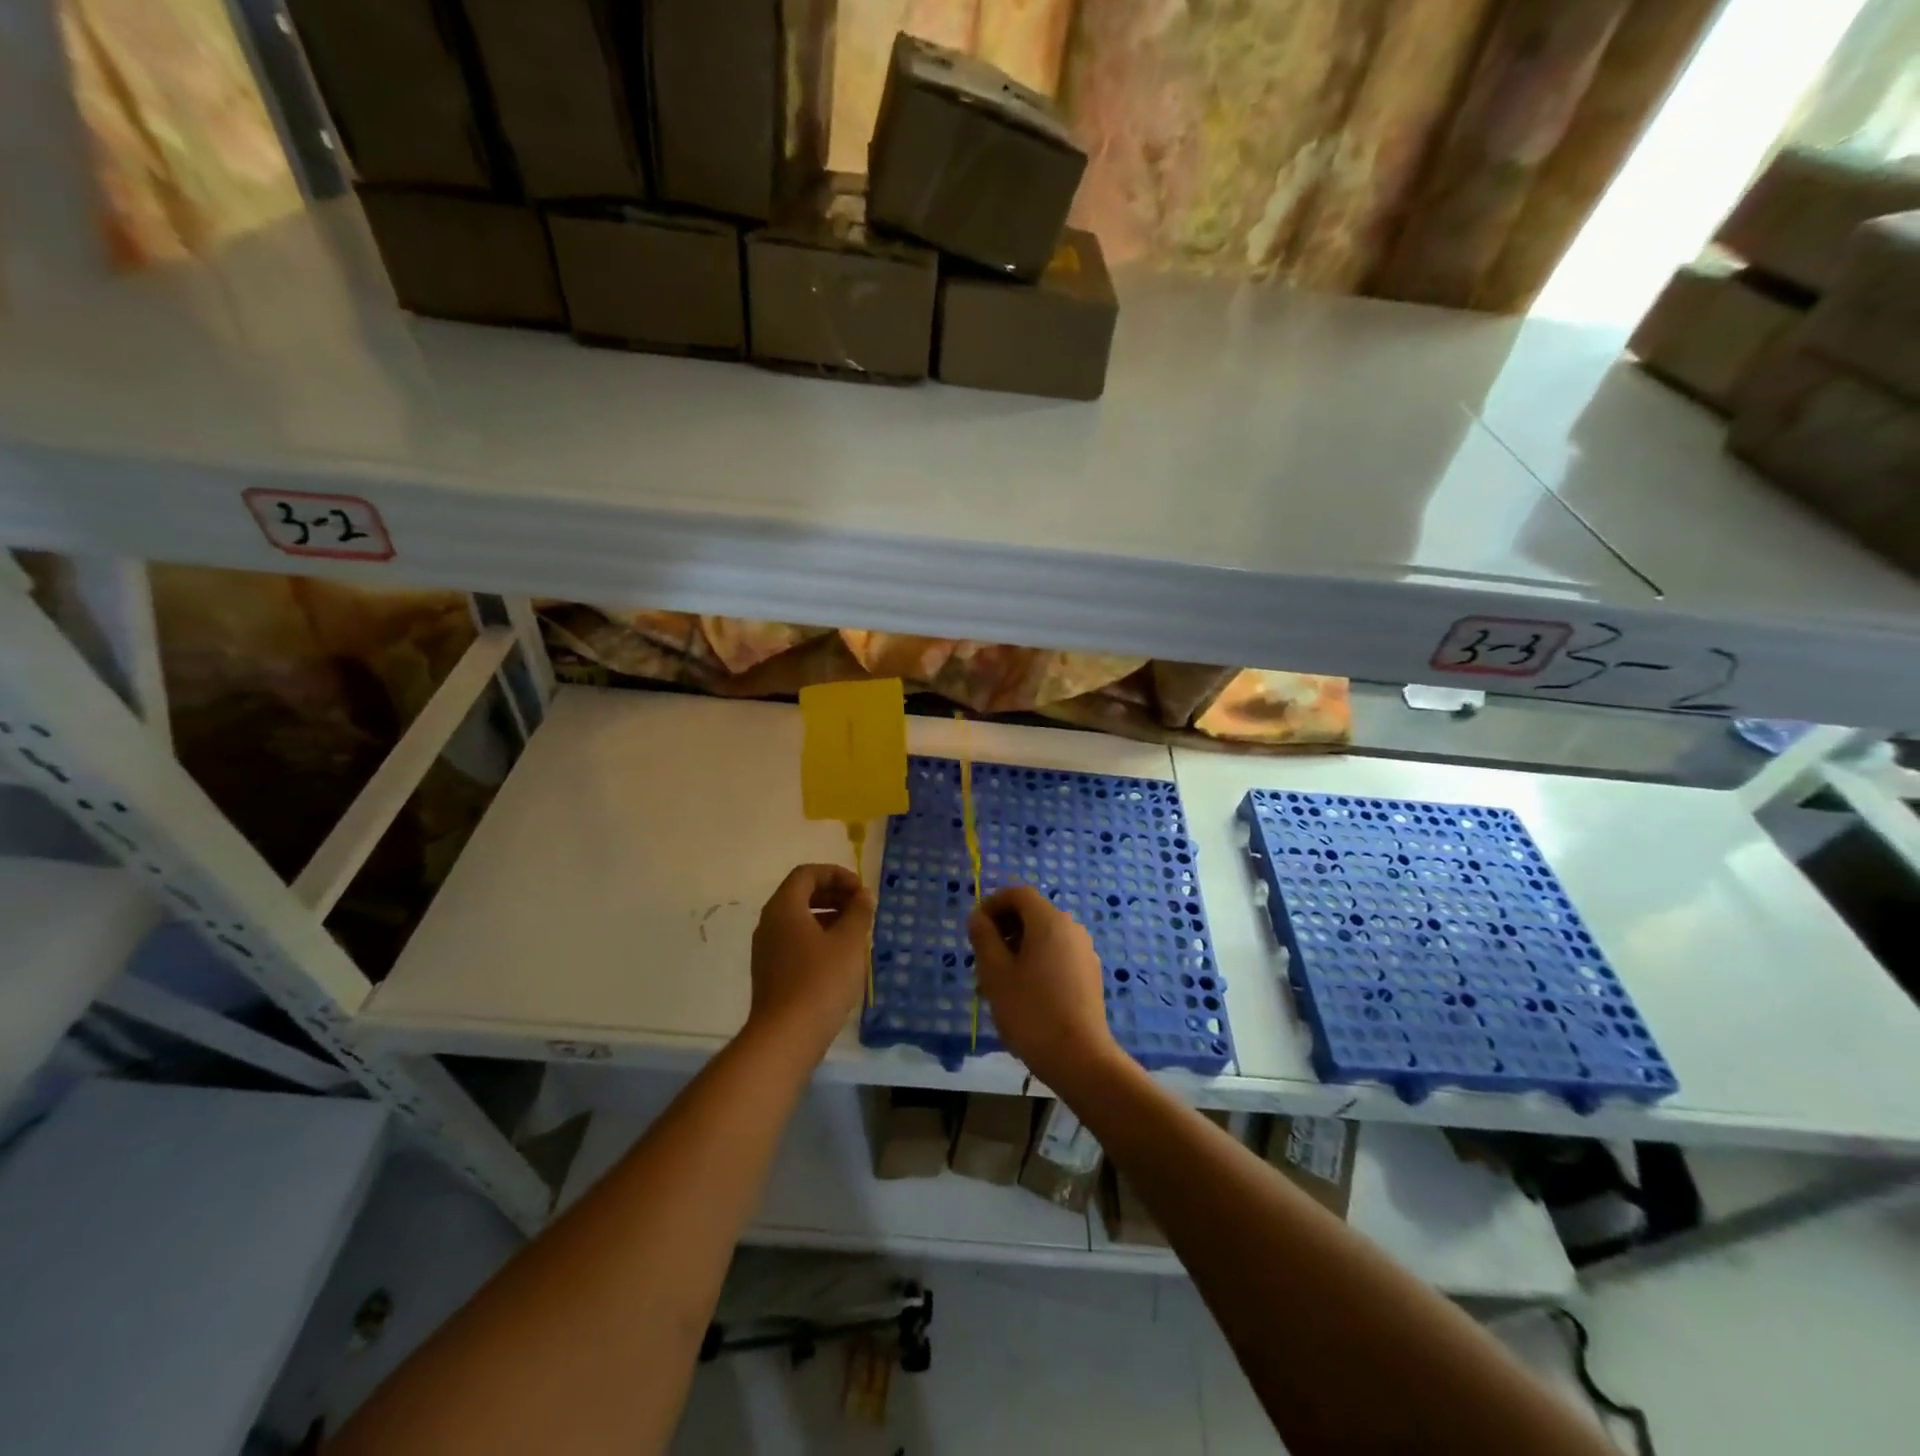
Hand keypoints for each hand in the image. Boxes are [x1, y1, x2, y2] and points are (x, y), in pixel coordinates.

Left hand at [748, 864, 876, 1056]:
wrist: (786, 1037)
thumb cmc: (820, 980)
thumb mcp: (849, 942)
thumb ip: (859, 913)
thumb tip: (863, 897)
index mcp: (784, 907)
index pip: (807, 874)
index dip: (837, 874)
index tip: (861, 890)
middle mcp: (770, 923)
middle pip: (801, 894)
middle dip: (834, 895)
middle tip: (862, 908)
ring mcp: (767, 949)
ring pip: (799, 919)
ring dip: (829, 917)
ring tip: (857, 932)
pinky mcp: (771, 972)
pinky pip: (796, 941)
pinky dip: (819, 938)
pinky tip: (841, 957)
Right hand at [968, 885, 1118, 1088]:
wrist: (1080, 1058)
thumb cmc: (1031, 1011)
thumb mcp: (995, 973)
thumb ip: (983, 938)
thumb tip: (978, 917)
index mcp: (1049, 921)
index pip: (1019, 894)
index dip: (993, 904)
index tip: (975, 928)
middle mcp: (1071, 929)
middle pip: (1032, 915)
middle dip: (1003, 930)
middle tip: (982, 960)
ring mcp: (1084, 952)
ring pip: (1043, 939)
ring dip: (1017, 950)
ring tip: (996, 985)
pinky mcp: (1089, 975)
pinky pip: (1057, 956)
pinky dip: (1035, 963)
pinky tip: (1022, 996)